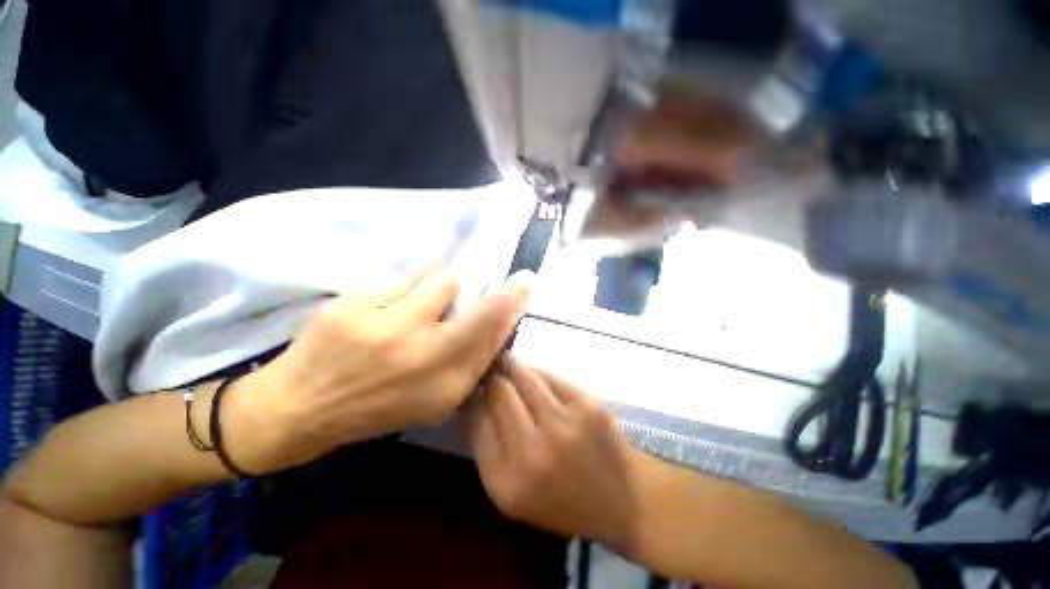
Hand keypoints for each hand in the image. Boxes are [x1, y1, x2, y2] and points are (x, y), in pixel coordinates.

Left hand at [225, 272, 531, 473]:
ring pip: (440, 283)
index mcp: (443, 386)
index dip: (512, 304)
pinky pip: (399, 283)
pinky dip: (396, 296)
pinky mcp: (352, 306)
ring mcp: (386, 328)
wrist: (296, 410)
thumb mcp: (432, 401)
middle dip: (497, 291)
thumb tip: (493, 323)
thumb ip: (467, 363)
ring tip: (410, 313)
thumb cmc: (374, 408)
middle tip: (498, 286)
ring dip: (435, 294)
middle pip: (478, 306)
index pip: (492, 333)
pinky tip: (375, 316)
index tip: (525, 282)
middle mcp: (423, 356)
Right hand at [467, 356, 640, 546]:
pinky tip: (535, 376)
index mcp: (508, 482)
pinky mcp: (588, 404)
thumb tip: (474, 398)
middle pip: (499, 392)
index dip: (473, 397)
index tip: (474, 386)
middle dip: (491, 376)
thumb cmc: (559, 501)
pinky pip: (551, 376)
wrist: (621, 501)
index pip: (477, 420)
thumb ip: (486, 446)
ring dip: (512, 367)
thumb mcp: (511, 492)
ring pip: (525, 376)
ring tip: (506, 361)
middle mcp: (534, 452)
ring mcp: (565, 424)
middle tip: (489, 367)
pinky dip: (538, 373)